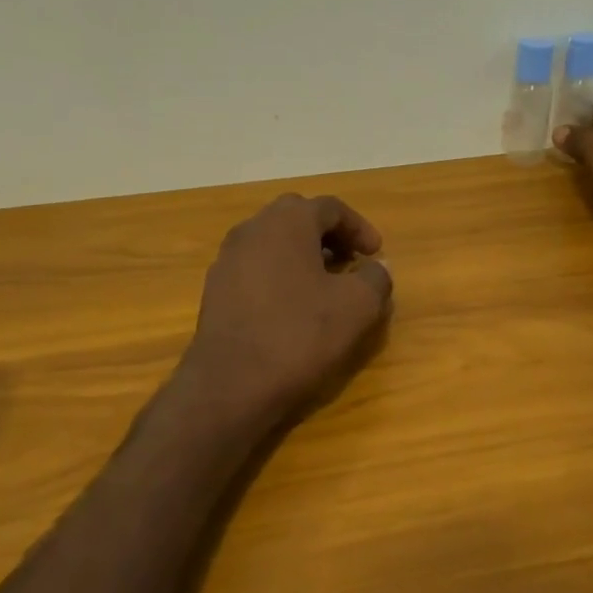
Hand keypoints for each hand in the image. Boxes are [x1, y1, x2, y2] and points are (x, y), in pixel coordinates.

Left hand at [182, 194, 393, 422]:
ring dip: (302, 255)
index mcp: (287, 222)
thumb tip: (377, 267)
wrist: (231, 384)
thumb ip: (375, 278)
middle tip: (350, 261)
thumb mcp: (357, 307)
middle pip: (296, 217)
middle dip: (328, 235)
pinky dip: (279, 275)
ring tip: (324, 285)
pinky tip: (292, 307)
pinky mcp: (215, 290)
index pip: (330, 207)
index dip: (359, 227)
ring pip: (272, 242)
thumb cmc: (300, 335)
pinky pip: (255, 268)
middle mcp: (252, 229)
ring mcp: (227, 259)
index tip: (376, 253)